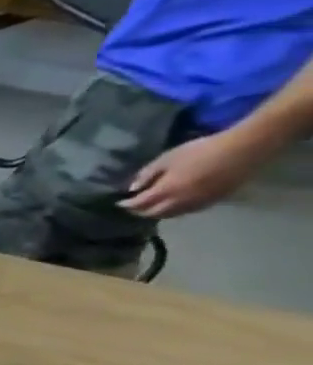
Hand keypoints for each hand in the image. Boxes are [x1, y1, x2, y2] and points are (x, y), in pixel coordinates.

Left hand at [122, 132, 267, 217]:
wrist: (245, 149)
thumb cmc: (201, 150)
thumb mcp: (167, 158)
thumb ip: (147, 174)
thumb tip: (132, 188)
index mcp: (166, 191)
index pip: (139, 204)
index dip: (126, 205)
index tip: (118, 203)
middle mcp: (180, 202)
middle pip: (153, 213)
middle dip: (139, 211)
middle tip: (132, 206)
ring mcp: (199, 203)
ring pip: (171, 215)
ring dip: (157, 213)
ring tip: (150, 206)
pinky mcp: (215, 201)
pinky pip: (188, 211)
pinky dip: (175, 210)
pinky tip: (172, 204)